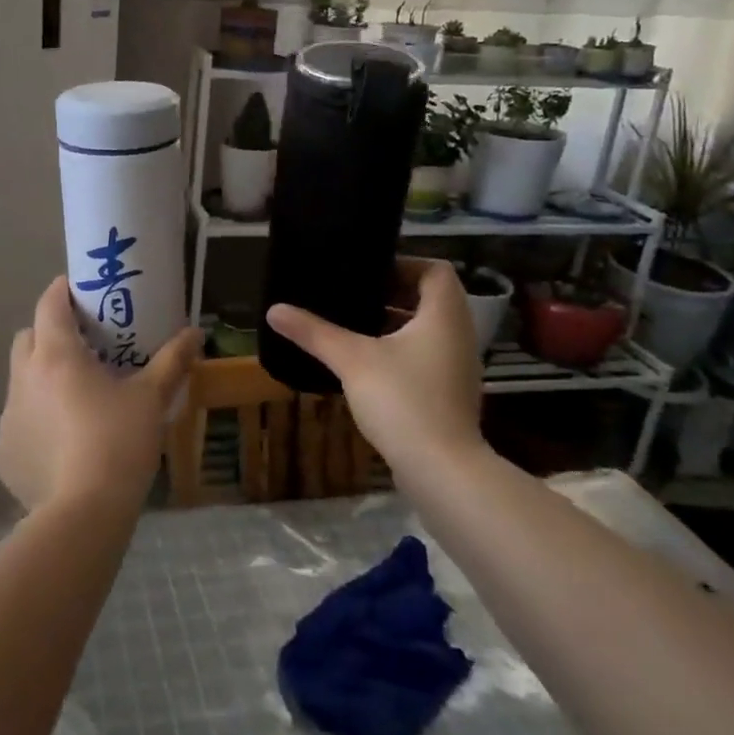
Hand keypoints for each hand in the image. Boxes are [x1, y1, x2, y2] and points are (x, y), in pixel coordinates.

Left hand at [0, 276, 202, 514]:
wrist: (85, 512)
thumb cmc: (119, 442)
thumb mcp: (151, 399)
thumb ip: (171, 361)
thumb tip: (195, 333)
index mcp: (56, 356)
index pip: (49, 304)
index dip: (62, 291)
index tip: (80, 291)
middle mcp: (23, 378)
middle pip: (27, 338)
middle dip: (48, 334)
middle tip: (82, 347)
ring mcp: (8, 417)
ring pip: (20, 382)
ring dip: (41, 380)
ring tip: (74, 399)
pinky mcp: (3, 452)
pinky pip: (18, 423)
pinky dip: (35, 422)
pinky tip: (60, 444)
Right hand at [266, 258, 483, 464]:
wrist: (442, 470)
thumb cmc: (403, 400)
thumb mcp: (352, 359)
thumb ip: (314, 332)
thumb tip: (274, 309)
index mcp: (445, 316)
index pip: (437, 270)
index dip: (405, 264)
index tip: (368, 272)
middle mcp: (458, 336)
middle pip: (430, 300)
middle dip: (392, 294)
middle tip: (352, 296)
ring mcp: (456, 368)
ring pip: (427, 332)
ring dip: (394, 325)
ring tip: (352, 328)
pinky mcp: (448, 395)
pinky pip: (426, 358)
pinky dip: (400, 353)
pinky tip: (365, 366)